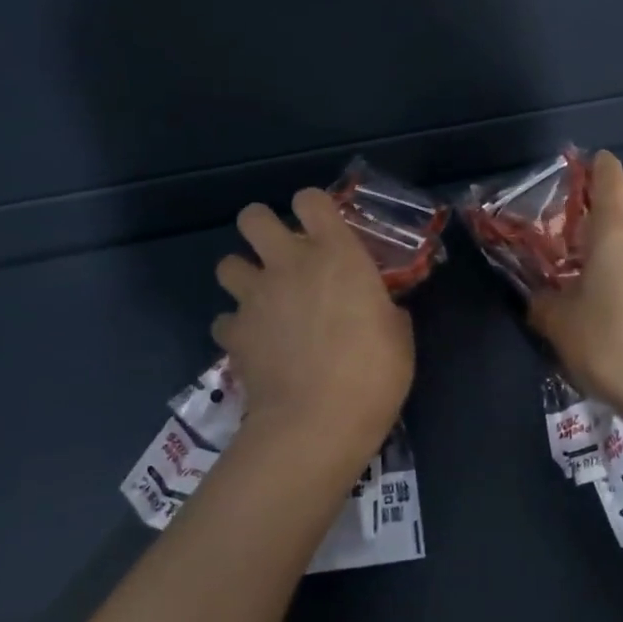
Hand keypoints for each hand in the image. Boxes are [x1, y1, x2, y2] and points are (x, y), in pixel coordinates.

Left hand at [213, 189, 413, 473]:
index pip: (311, 199)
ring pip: (226, 264)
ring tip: (262, 298)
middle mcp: (289, 264)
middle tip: (280, 253)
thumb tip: (380, 310)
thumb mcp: (398, 335)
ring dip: (242, 275)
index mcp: (336, 254)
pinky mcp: (233, 333)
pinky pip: (224, 320)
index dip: (313, 206)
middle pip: (252, 217)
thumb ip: (384, 309)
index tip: (323, 228)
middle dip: (261, 227)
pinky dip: (236, 328)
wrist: (316, 422)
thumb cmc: (373, 373)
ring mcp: (255, 297)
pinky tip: (253, 344)